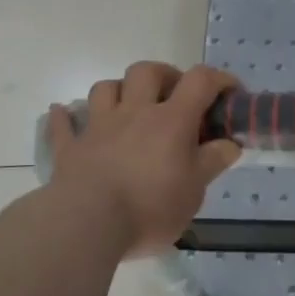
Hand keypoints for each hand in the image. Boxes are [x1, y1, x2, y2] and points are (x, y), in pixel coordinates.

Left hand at [45, 63, 241, 256]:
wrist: (87, 224)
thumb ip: (212, 162)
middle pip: (147, 71)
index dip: (218, 79)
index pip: (200, 81)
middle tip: (175, 95)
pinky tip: (64, 114)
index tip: (231, 93)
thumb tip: (229, 143)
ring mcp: (98, 127)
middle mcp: (134, 113)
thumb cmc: (150, 208)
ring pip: (105, 88)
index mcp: (171, 121)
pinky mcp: (70, 148)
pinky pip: (63, 125)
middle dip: (164, 75)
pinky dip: (65, 117)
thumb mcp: (194, 191)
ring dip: (119, 90)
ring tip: (129, 106)